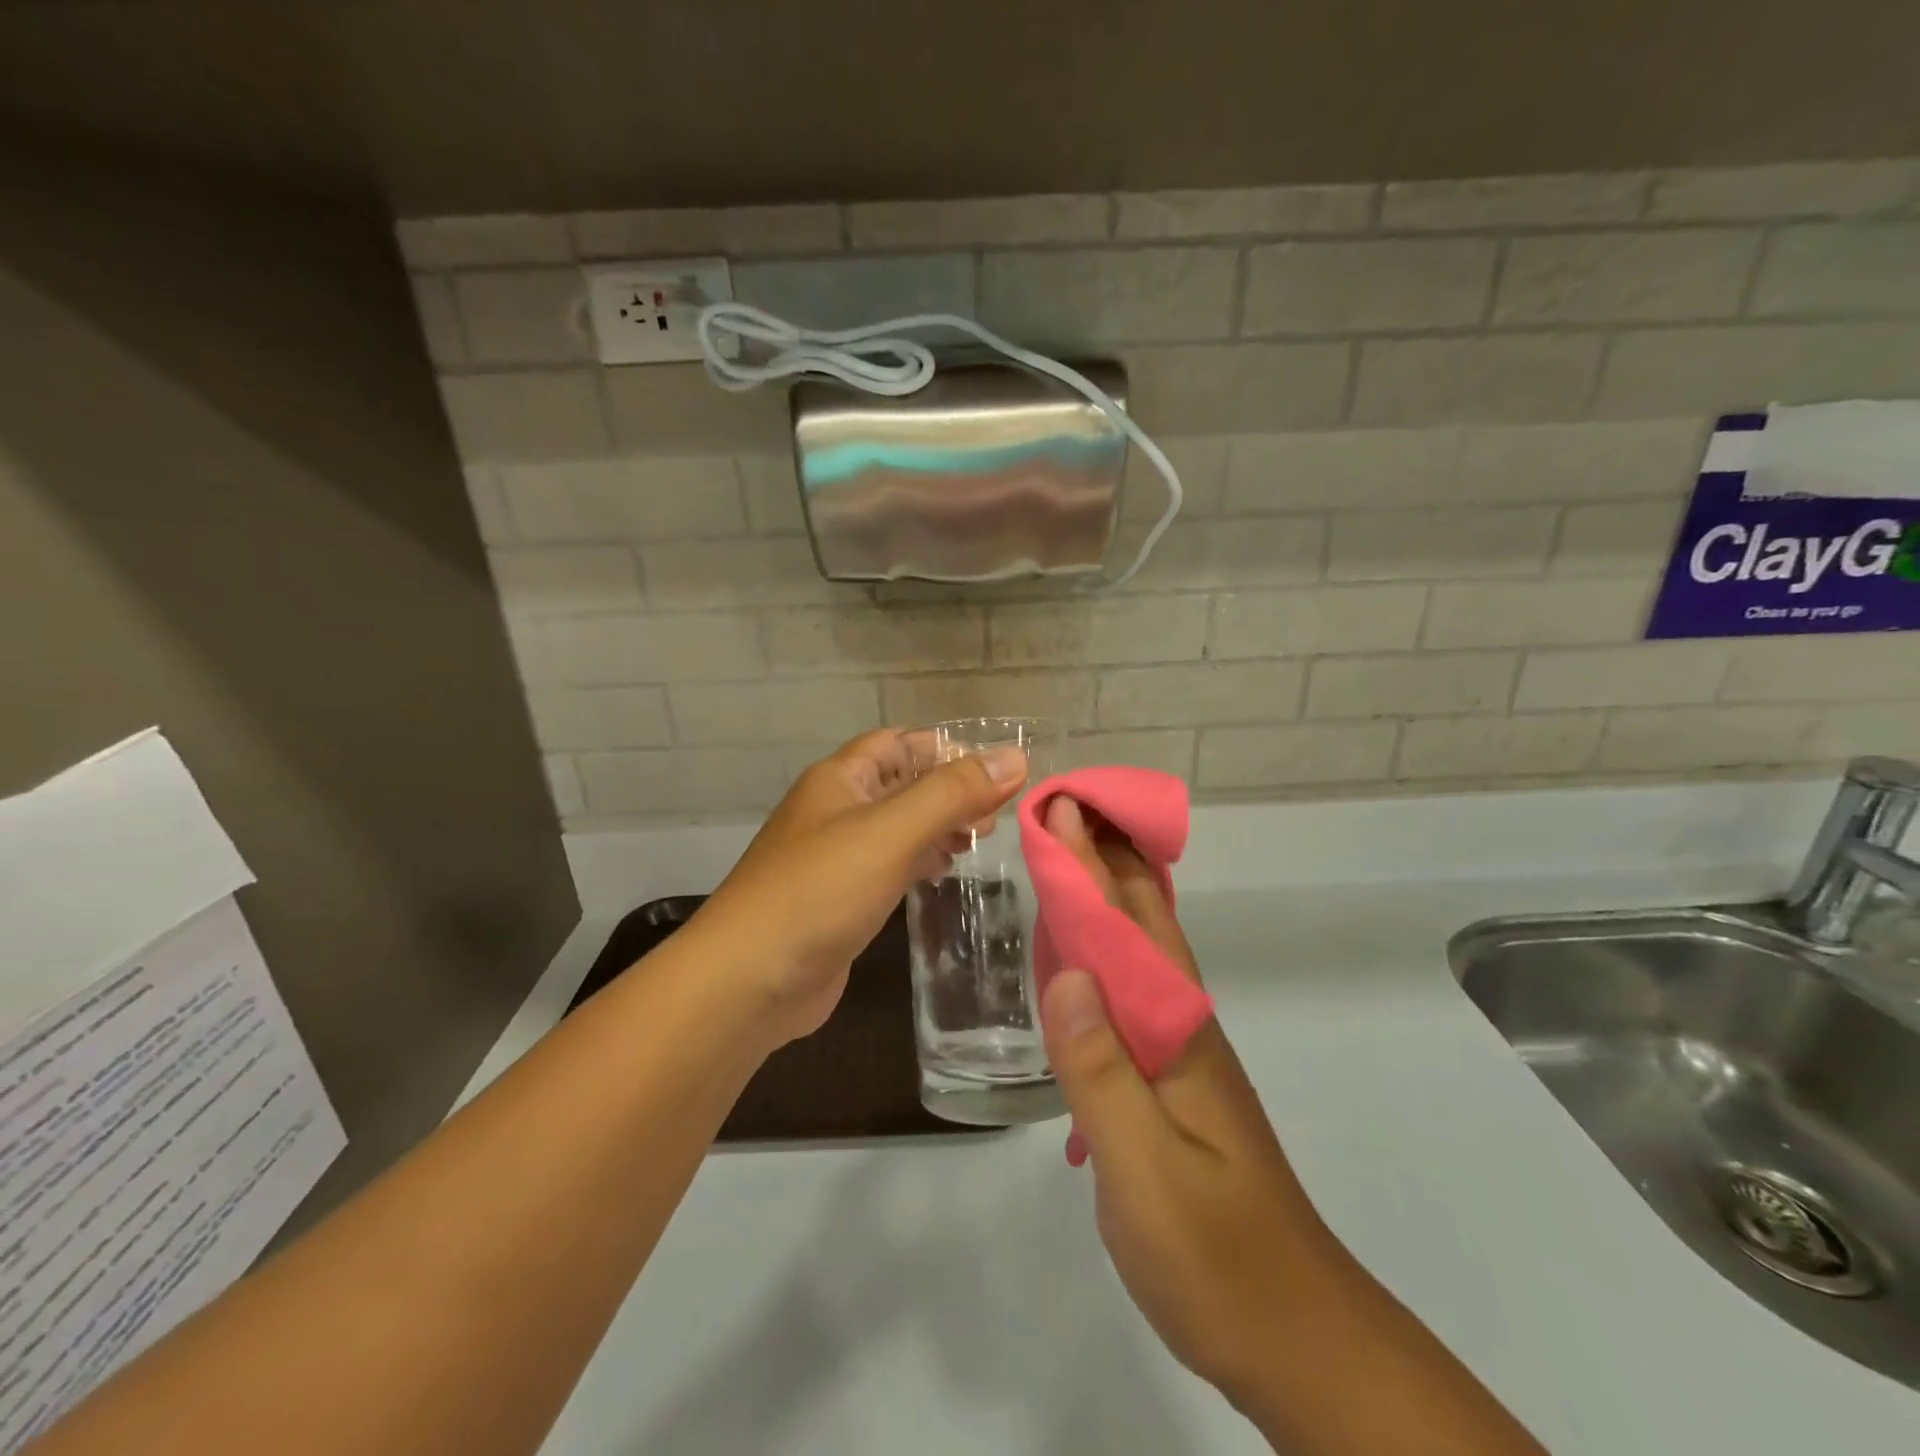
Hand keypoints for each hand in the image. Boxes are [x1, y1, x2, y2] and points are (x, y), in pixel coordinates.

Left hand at [695, 730, 1026, 1045]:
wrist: (748, 981)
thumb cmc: (819, 891)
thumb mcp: (891, 832)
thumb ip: (953, 793)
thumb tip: (1015, 756)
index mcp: (841, 779)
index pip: (900, 742)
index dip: (947, 749)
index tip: (998, 769)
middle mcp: (837, 809)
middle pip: (903, 783)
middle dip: (950, 791)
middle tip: (996, 813)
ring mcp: (837, 856)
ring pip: (898, 826)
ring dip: (938, 826)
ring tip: (980, 839)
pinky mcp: (841, 899)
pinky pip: (889, 865)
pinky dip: (920, 861)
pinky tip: (942, 872)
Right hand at [1039, 798, 1338, 1413]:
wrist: (1295, 1336)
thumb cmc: (1215, 1254)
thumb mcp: (1145, 1169)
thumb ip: (1100, 1070)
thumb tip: (1067, 972)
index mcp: (1176, 1031)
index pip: (1128, 925)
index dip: (1091, 864)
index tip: (1061, 806)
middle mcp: (1182, 1025)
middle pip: (1142, 922)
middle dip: (1105, 859)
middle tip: (1066, 808)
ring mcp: (1181, 1054)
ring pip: (1138, 954)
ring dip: (1107, 899)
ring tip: (1071, 860)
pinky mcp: (1172, 1083)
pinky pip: (1130, 994)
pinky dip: (1105, 954)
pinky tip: (1084, 962)